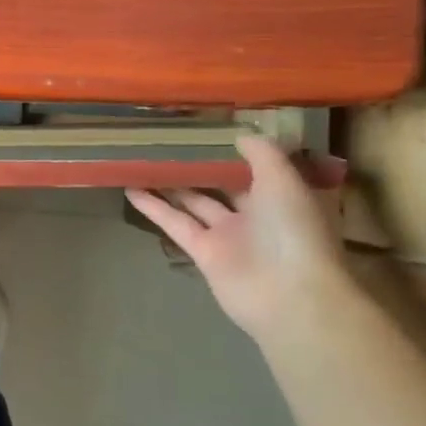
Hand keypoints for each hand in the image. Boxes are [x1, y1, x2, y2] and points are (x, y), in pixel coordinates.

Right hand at [126, 135, 350, 339]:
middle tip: (169, 142)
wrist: (289, 295)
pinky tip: (131, 189)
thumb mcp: (284, 180)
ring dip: (170, 184)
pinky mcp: (203, 252)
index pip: (257, 168)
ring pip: (195, 202)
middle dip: (199, 167)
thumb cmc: (293, 231)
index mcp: (282, 196)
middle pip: (222, 185)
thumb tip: (240, 135)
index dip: (234, 150)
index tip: (209, 130)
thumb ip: (262, 154)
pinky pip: (176, 223)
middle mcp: (256, 214)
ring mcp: (228, 235)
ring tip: (143, 162)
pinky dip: (154, 207)